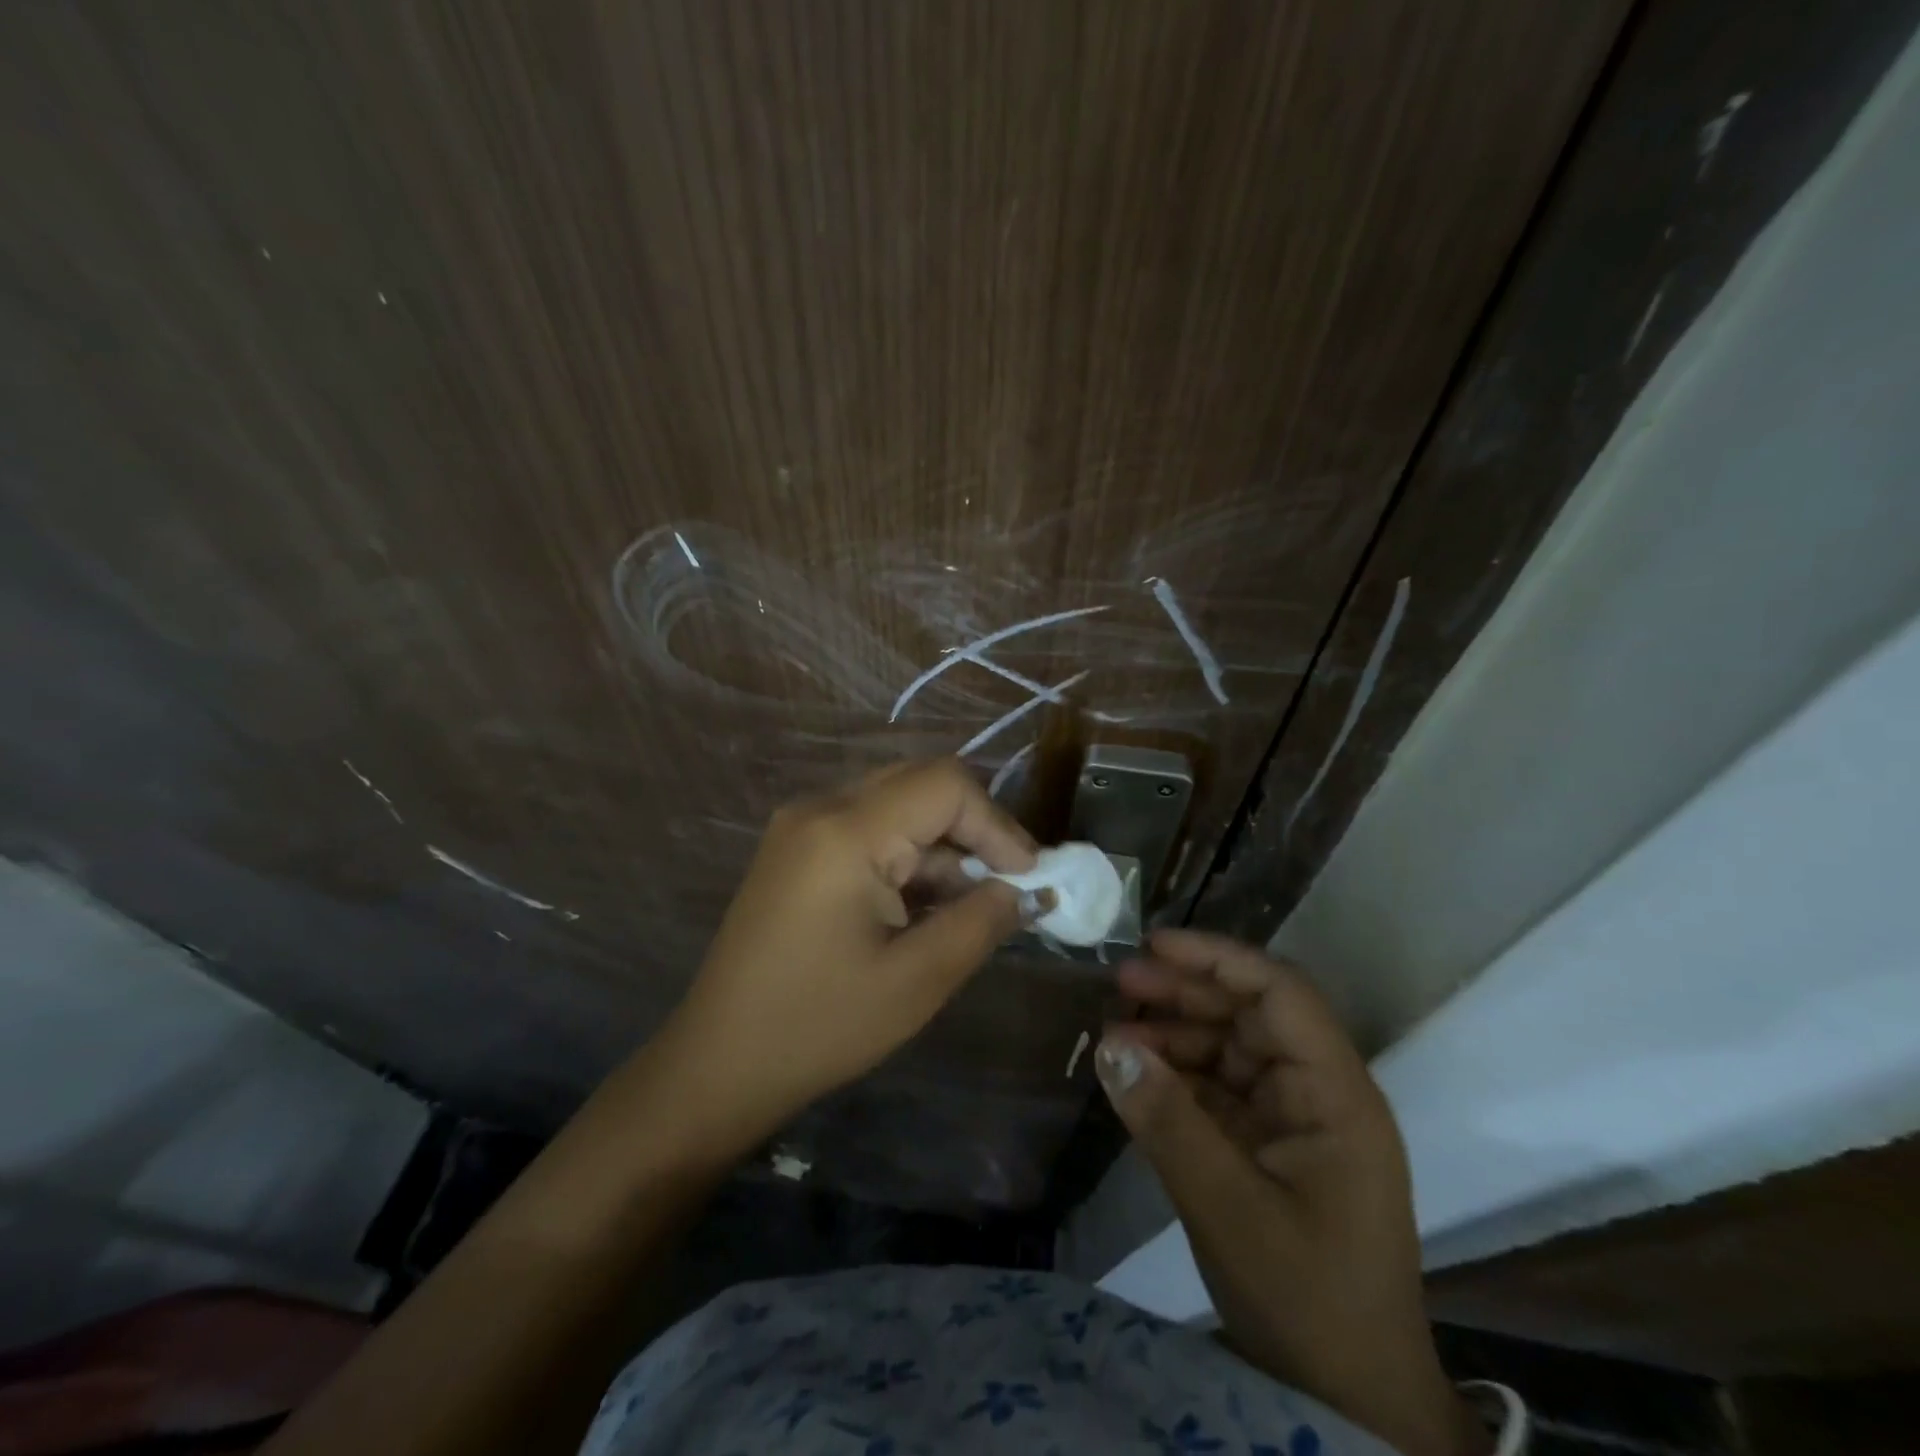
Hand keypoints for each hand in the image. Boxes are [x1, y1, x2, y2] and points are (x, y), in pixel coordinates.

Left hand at [660, 758, 1036, 1141]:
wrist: (718, 1063)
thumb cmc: (819, 1026)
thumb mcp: (917, 980)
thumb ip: (981, 921)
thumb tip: (1026, 889)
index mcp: (846, 831)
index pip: (946, 785)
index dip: (998, 824)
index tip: (1030, 877)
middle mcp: (820, 808)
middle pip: (921, 784)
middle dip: (973, 830)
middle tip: (1006, 885)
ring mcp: (801, 825)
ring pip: (896, 805)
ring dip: (940, 847)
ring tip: (966, 906)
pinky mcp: (794, 848)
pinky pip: (867, 828)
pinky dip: (905, 856)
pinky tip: (921, 905)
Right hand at [1097, 931, 1486, 1455]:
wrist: (1350, 1405)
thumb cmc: (1308, 1304)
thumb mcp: (1229, 1210)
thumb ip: (1168, 1121)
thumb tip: (1109, 1042)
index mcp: (1336, 1095)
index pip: (1281, 994)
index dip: (1218, 960)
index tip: (1154, 946)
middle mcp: (1318, 1093)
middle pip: (1250, 1014)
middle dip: (1185, 992)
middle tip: (1119, 982)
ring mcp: (1294, 1121)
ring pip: (1229, 1047)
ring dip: (1174, 1033)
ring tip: (1114, 1030)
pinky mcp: (1268, 1147)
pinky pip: (1218, 1089)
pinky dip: (1176, 1076)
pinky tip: (1134, 1073)